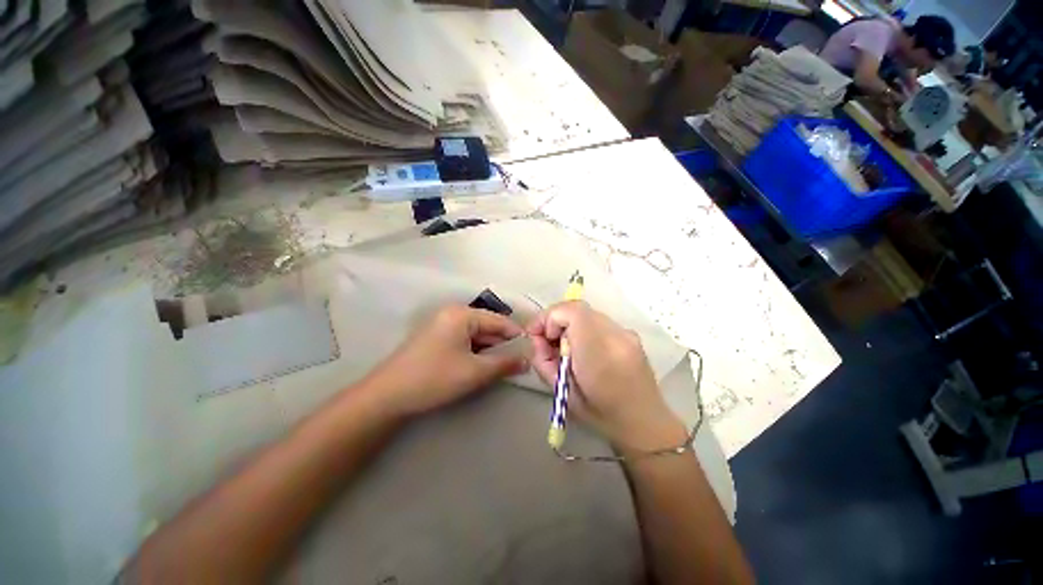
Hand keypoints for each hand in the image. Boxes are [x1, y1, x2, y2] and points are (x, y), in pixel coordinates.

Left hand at [367, 306, 527, 417]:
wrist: (387, 396)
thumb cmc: (434, 378)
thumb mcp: (475, 372)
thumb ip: (504, 364)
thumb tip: (527, 360)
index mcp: (462, 314)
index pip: (499, 321)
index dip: (517, 335)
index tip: (532, 350)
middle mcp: (453, 314)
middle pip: (487, 327)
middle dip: (503, 345)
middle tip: (520, 362)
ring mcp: (443, 325)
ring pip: (476, 335)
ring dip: (490, 350)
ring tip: (504, 366)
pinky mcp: (437, 338)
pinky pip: (464, 341)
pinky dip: (476, 352)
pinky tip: (483, 365)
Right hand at [527, 301, 684, 450]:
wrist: (645, 423)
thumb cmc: (599, 415)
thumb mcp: (561, 392)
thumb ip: (544, 361)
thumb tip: (538, 340)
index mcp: (597, 352)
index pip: (569, 311)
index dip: (548, 318)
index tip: (538, 336)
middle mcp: (615, 334)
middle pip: (576, 309)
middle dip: (556, 322)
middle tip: (549, 344)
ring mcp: (626, 332)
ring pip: (587, 315)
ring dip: (570, 326)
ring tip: (568, 350)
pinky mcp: (631, 334)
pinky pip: (599, 322)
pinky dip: (584, 330)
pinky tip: (586, 351)